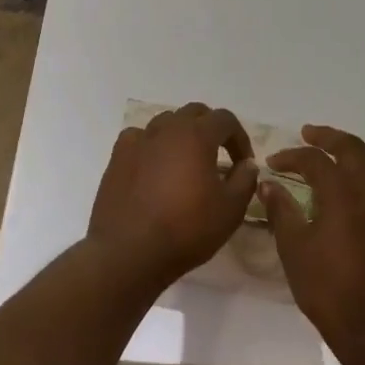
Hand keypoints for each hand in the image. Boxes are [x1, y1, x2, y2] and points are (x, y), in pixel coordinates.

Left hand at [87, 103, 257, 289]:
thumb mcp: (230, 210)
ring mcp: (138, 140)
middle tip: (218, 155)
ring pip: (165, 123)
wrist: (129, 251)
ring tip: (186, 161)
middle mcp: (166, 128)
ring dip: (181, 135)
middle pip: (194, 113)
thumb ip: (245, 180)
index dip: (239, 137)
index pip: (225, 119)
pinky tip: (154, 166)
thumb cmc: (186, 230)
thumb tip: (247, 164)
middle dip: (211, 129)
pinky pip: (139, 138)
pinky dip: (152, 145)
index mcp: (196, 135)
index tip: (243, 162)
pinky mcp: (117, 156)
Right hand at [261, 124, 364, 356]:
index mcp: (343, 193)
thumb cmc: (330, 290)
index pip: (314, 161)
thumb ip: (282, 211)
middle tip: (308, 134)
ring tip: (335, 152)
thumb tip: (269, 184)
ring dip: (352, 151)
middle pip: (351, 149)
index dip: (291, 156)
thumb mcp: (295, 250)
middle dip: (327, 138)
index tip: (273, 163)